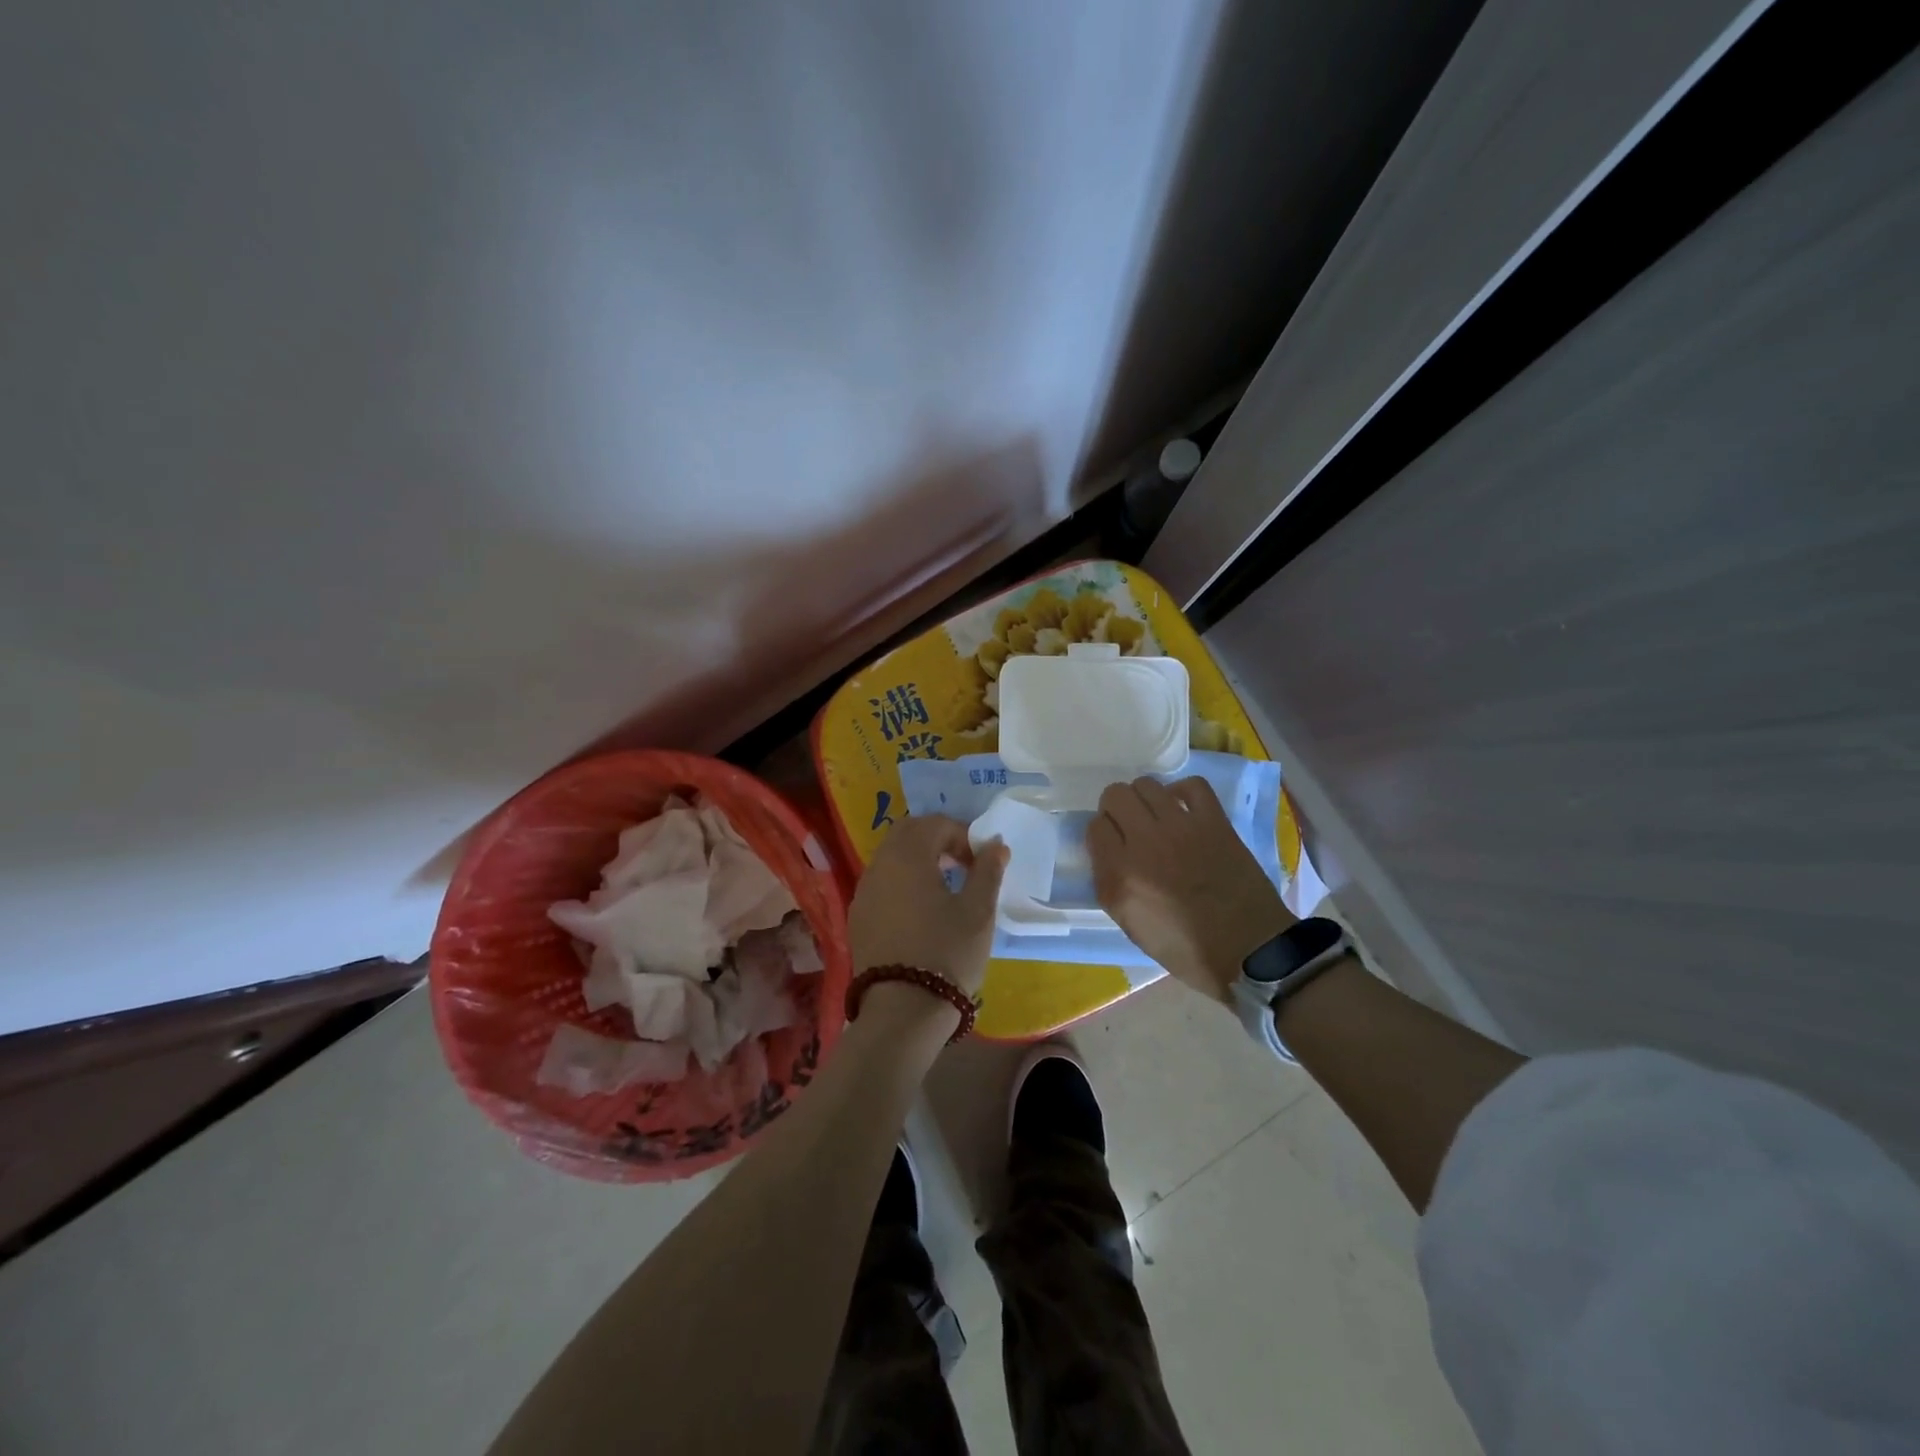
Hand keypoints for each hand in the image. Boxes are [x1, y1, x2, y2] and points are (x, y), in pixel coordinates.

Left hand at [849, 815, 1008, 996]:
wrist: (902, 1010)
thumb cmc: (947, 952)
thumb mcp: (978, 911)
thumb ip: (987, 870)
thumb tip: (995, 845)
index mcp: (908, 855)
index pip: (936, 824)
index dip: (963, 835)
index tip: (982, 862)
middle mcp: (879, 865)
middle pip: (908, 833)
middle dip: (937, 840)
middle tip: (963, 865)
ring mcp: (863, 891)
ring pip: (891, 857)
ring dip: (919, 861)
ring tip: (945, 888)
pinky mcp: (858, 917)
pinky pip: (881, 883)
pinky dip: (902, 882)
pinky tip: (921, 911)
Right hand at [1088, 776, 1293, 1003]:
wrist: (1249, 950)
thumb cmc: (1186, 949)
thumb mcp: (1130, 925)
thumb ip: (1110, 883)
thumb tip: (1108, 852)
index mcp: (1120, 875)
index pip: (1095, 826)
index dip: (1102, 834)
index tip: (1112, 845)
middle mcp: (1145, 843)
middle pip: (1115, 795)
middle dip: (1116, 808)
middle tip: (1129, 827)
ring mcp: (1181, 827)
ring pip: (1147, 784)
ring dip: (1144, 798)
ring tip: (1155, 817)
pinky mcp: (1214, 821)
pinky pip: (1192, 785)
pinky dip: (1182, 791)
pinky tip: (1182, 809)